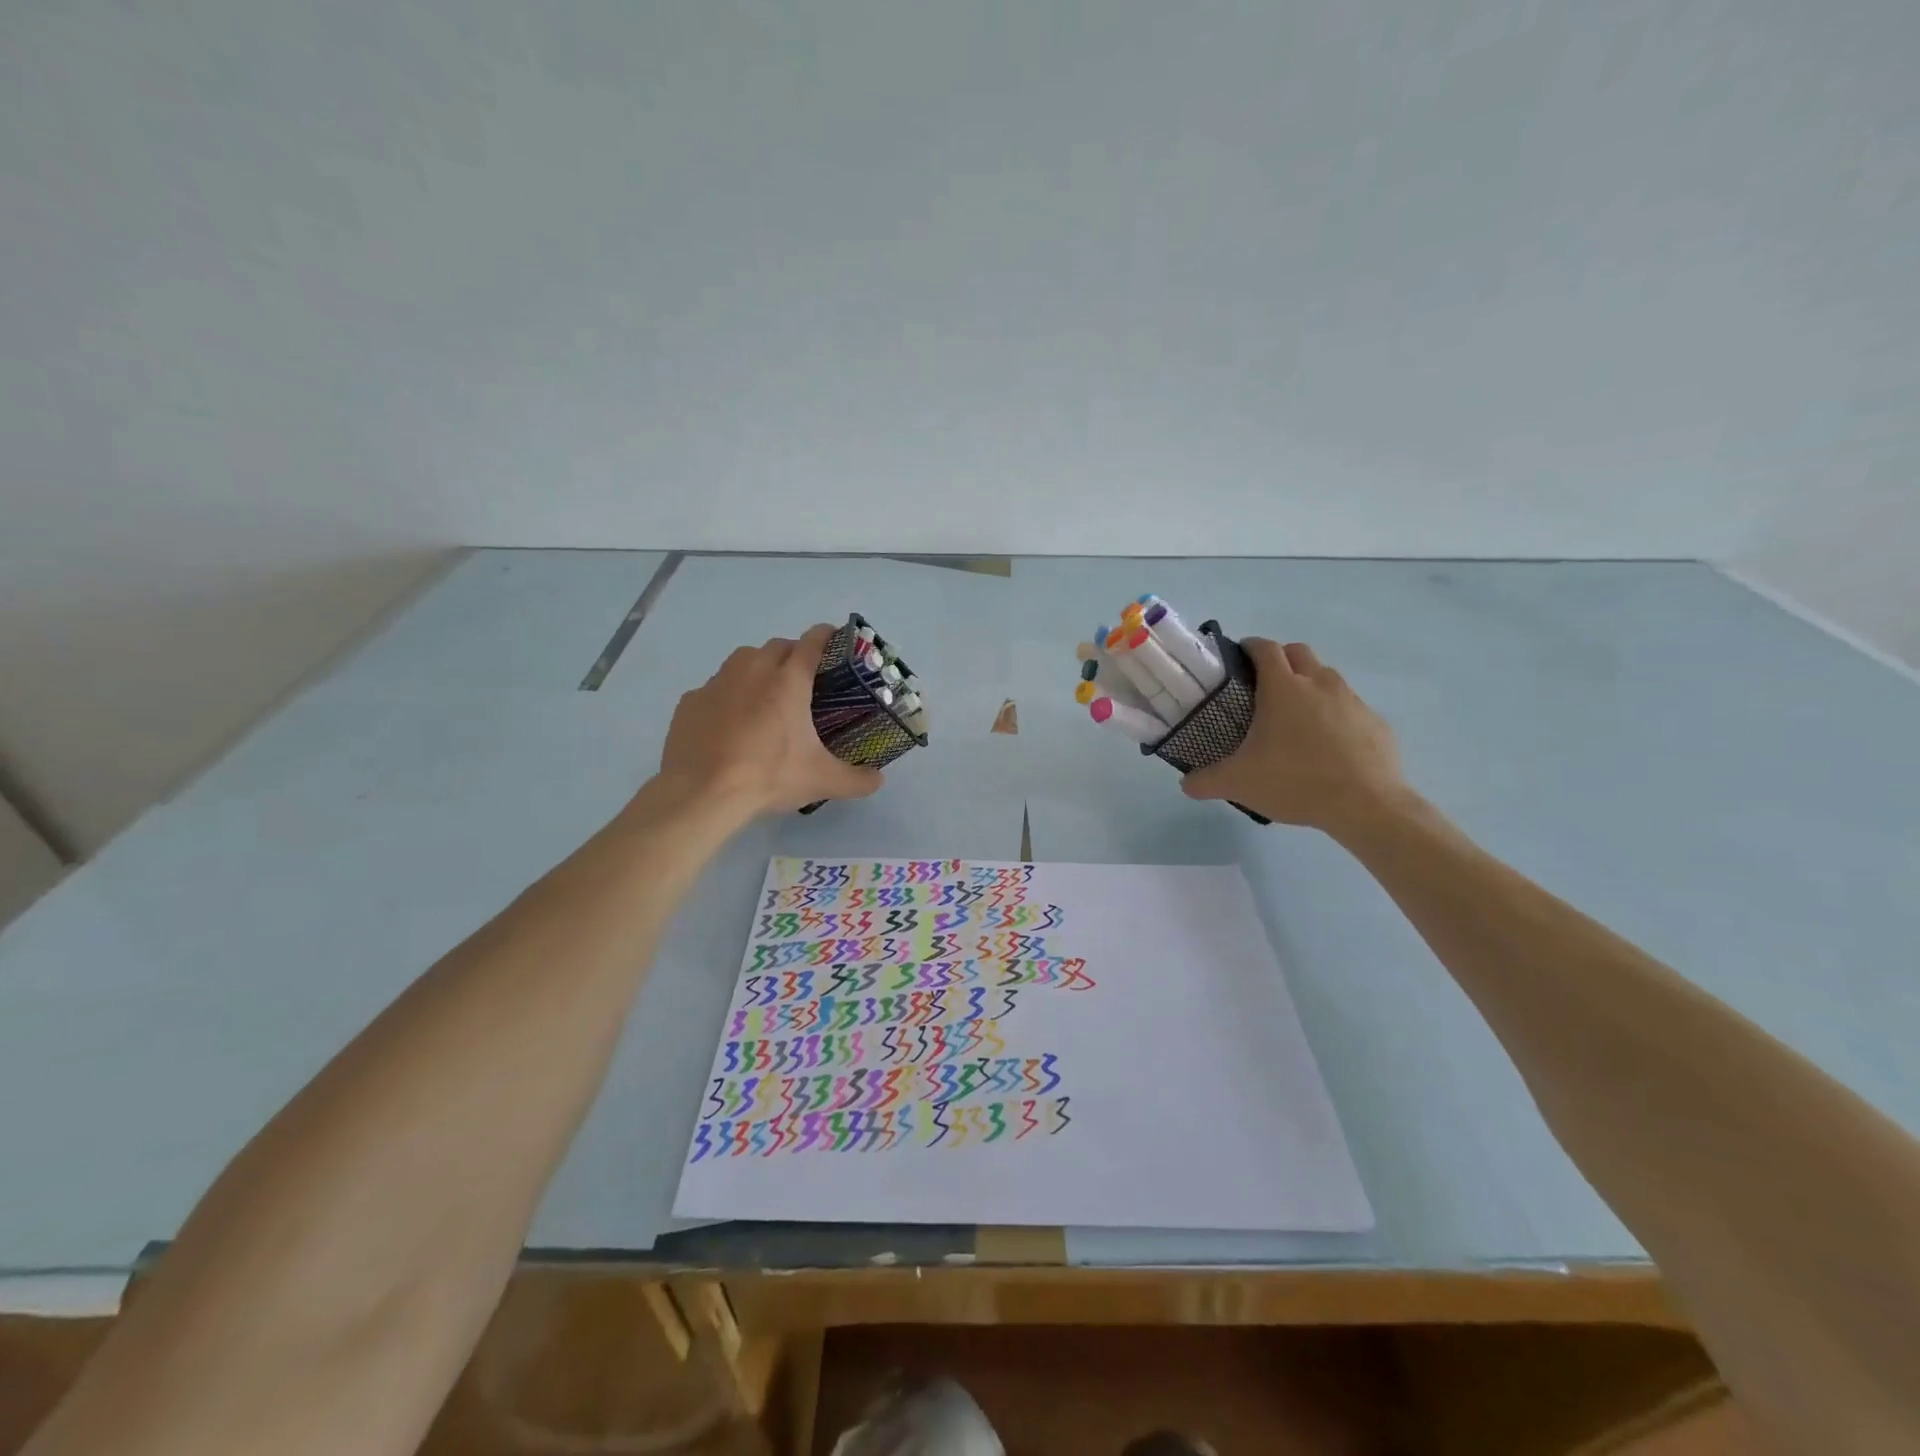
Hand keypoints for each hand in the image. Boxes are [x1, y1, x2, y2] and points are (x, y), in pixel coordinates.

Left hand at [655, 624, 884, 818]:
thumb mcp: (821, 781)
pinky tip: (730, 723)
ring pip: (743, 660)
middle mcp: (752, 670)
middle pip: (777, 646)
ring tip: (765, 697)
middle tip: (803, 680)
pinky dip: (727, 696)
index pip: (812, 642)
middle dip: (793, 654)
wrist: (701, 792)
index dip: (826, 636)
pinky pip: (715, 687)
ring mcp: (717, 682)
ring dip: (758, 669)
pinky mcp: (690, 700)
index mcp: (788, 681)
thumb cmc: (768, 776)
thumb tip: (878, 780)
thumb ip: (857, 779)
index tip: (835, 639)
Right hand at [1181, 638, 1408, 836]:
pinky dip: (1335, 715)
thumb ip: (1205, 781)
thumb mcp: (1238, 784)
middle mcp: (1319, 683)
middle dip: (1280, 659)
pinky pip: (1350, 708)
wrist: (1367, 805)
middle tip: (1263, 686)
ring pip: (1327, 677)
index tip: (1238, 659)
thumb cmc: (1295, 782)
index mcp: (1283, 688)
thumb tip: (1186, 783)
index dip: (1249, 647)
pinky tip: (1328, 746)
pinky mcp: (1375, 722)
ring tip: (1296, 718)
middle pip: (1298, 652)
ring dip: (1309, 685)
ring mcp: (1352, 700)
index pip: (1265, 648)